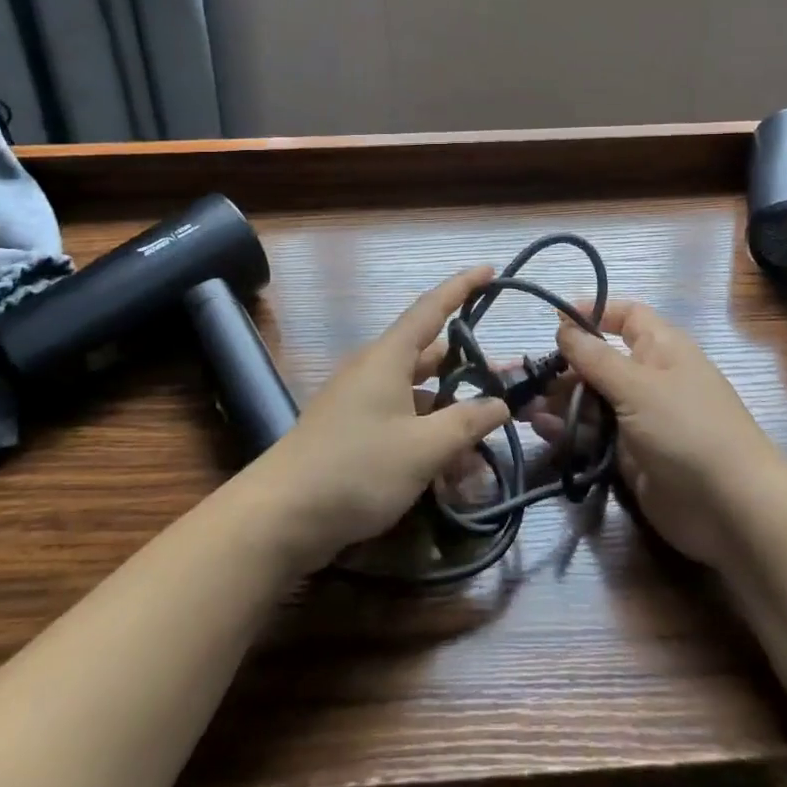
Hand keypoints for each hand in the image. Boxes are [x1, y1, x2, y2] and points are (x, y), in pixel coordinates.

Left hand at [249, 267, 510, 574]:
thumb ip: (466, 423)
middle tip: (505, 382)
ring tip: (485, 444)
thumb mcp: (423, 449)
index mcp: (388, 358)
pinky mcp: (354, 434)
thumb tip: (499, 404)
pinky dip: (428, 438)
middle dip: (467, 368)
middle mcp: (374, 371)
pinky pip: (402, 423)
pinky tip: (451, 473)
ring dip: (450, 415)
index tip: (489, 270)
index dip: (461, 287)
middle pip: (429, 357)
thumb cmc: (357, 469)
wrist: (281, 517)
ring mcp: (361, 403)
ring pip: (418, 397)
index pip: (431, 308)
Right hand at [542, 300, 785, 566]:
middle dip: (562, 365)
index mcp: (661, 348)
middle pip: (599, 361)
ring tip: (520, 406)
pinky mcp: (630, 456)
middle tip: (523, 375)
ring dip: (558, 400)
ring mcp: (640, 419)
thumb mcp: (638, 384)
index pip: (626, 316)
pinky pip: (593, 435)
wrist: (731, 509)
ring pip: (591, 400)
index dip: (593, 313)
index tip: (553, 320)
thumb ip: (595, 357)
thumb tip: (563, 325)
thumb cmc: (687, 428)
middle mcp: (649, 378)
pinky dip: (568, 430)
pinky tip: (541, 429)